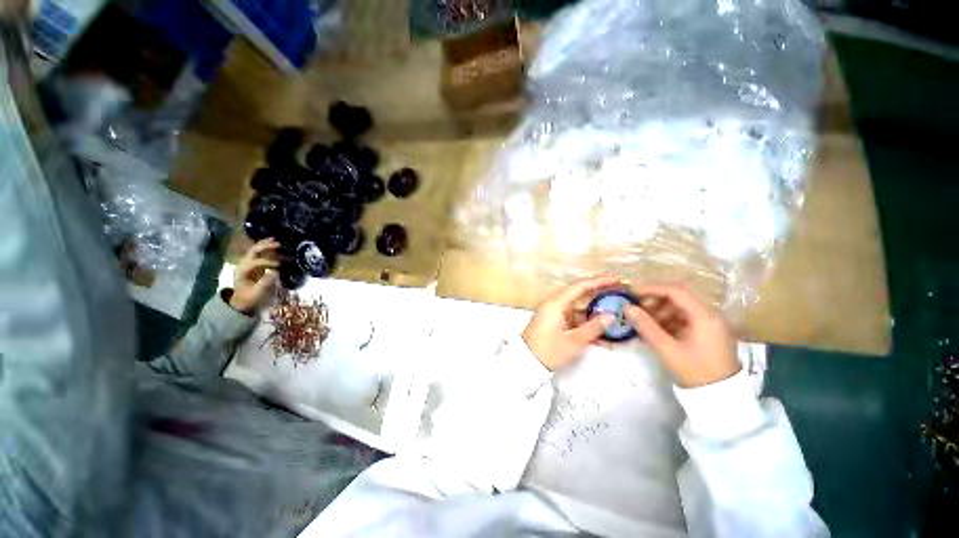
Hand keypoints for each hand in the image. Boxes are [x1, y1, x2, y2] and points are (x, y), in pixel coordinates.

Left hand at [229, 239, 280, 313]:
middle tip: (279, 244)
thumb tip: (275, 272)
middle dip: (265, 247)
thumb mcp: (257, 293)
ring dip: (266, 245)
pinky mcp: (255, 264)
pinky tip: (276, 246)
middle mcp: (243, 264)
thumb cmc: (250, 298)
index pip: (254, 262)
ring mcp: (249, 263)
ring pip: (256, 250)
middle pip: (253, 251)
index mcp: (242, 271)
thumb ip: (265, 283)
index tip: (279, 265)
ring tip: (277, 241)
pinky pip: (260, 253)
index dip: (267, 262)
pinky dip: (268, 249)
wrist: (241, 301)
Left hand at [521, 276, 619, 370]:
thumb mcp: (574, 341)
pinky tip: (602, 332)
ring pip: (579, 308)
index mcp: (556, 304)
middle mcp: (555, 304)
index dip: (599, 281)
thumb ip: (593, 327)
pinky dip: (587, 324)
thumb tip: (611, 316)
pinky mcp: (555, 323)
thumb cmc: (549, 351)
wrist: (527, 363)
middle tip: (620, 294)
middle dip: (600, 295)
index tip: (617, 279)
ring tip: (616, 313)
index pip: (580, 287)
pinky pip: (574, 319)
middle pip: (580, 295)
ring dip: (595, 312)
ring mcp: (555, 314)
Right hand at [624, 284, 738, 387]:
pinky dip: (666, 320)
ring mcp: (708, 324)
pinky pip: (683, 319)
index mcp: (704, 316)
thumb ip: (646, 326)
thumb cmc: (695, 372)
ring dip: (659, 311)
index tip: (631, 293)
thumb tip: (627, 308)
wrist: (721, 398)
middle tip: (635, 308)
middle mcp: (709, 315)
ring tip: (642, 321)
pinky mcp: (705, 332)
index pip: (676, 291)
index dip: (651, 288)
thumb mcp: (667, 349)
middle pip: (678, 297)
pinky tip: (653, 329)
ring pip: (679, 308)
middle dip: (653, 300)